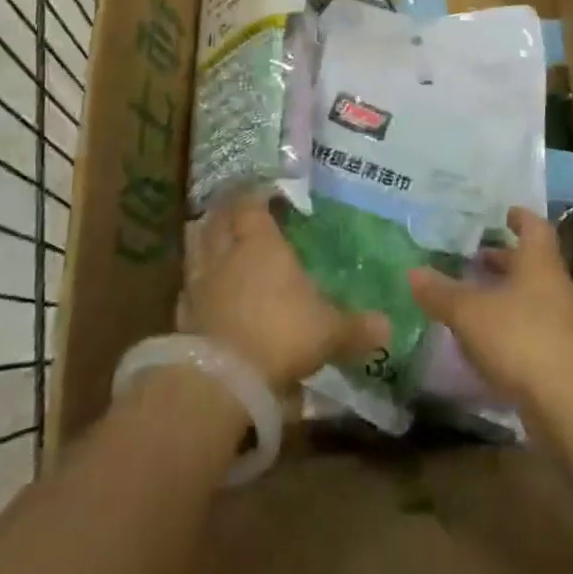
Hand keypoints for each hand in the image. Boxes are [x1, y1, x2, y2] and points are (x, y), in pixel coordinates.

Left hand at [179, 196, 389, 392]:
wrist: (222, 379)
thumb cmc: (281, 335)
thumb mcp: (329, 332)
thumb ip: (356, 328)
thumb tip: (389, 326)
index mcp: (260, 243)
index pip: (251, 204)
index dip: (256, 196)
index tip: (267, 194)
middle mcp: (226, 253)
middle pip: (218, 219)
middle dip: (227, 211)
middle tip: (238, 209)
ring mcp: (200, 282)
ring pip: (196, 245)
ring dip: (204, 238)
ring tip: (215, 237)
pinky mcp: (183, 314)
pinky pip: (188, 285)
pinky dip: (195, 281)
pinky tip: (202, 288)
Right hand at [408, 207, 572, 409]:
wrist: (570, 406)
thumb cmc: (521, 338)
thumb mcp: (469, 312)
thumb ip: (440, 292)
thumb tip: (412, 271)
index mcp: (538, 261)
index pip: (534, 226)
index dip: (518, 217)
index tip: (501, 214)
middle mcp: (553, 286)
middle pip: (529, 263)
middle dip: (502, 259)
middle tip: (471, 257)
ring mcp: (559, 323)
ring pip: (528, 297)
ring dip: (502, 295)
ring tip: (468, 296)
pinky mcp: (557, 357)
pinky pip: (528, 330)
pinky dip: (506, 328)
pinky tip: (480, 339)